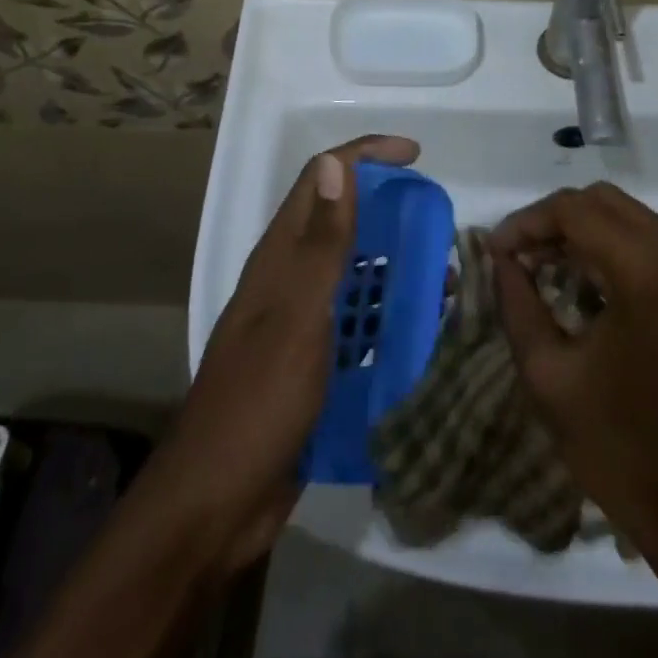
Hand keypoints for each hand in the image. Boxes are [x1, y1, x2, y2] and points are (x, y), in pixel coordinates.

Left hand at [151, 134, 420, 574]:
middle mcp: (289, 276)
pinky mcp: (312, 362)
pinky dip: (388, 315)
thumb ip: (322, 242)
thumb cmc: (259, 399)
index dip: (367, 155)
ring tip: (441, 279)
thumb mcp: (298, 315)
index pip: (323, 178)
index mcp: (280, 254)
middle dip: (389, 210)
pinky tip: (420, 333)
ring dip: (395, 265)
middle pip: (342, 220)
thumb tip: (336, 164)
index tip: (416, 156)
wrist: (216, 502)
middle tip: (436, 224)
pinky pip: (358, 322)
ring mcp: (299, 321)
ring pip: (354, 271)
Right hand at [489, 182, 657, 599]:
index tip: (494, 252)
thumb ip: (517, 305)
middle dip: (552, 220)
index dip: (525, 222)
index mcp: (645, 270)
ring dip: (581, 232)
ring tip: (542, 269)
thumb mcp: (551, 379)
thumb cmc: (627, 452)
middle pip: (601, 201)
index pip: (572, 210)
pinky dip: (610, 248)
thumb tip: (500, 260)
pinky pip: (650, 242)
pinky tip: (583, 285)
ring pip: (627, 217)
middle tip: (516, 257)